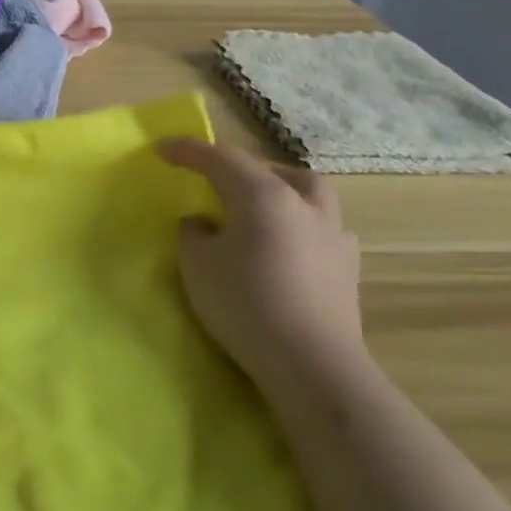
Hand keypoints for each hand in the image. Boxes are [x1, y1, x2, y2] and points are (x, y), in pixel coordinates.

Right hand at [158, 138, 364, 398]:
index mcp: (262, 195)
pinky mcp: (347, 267)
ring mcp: (332, 234)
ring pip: (310, 192)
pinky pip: (325, 228)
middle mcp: (302, 204)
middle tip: (216, 178)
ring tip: (262, 205)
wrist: (310, 362)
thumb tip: (203, 223)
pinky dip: (303, 224)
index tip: (162, 148)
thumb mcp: (197, 264)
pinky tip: (291, 244)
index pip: (220, 159)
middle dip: (240, 167)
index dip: (188, 151)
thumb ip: (193, 234)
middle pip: (271, 169)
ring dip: (282, 189)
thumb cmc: (245, 303)